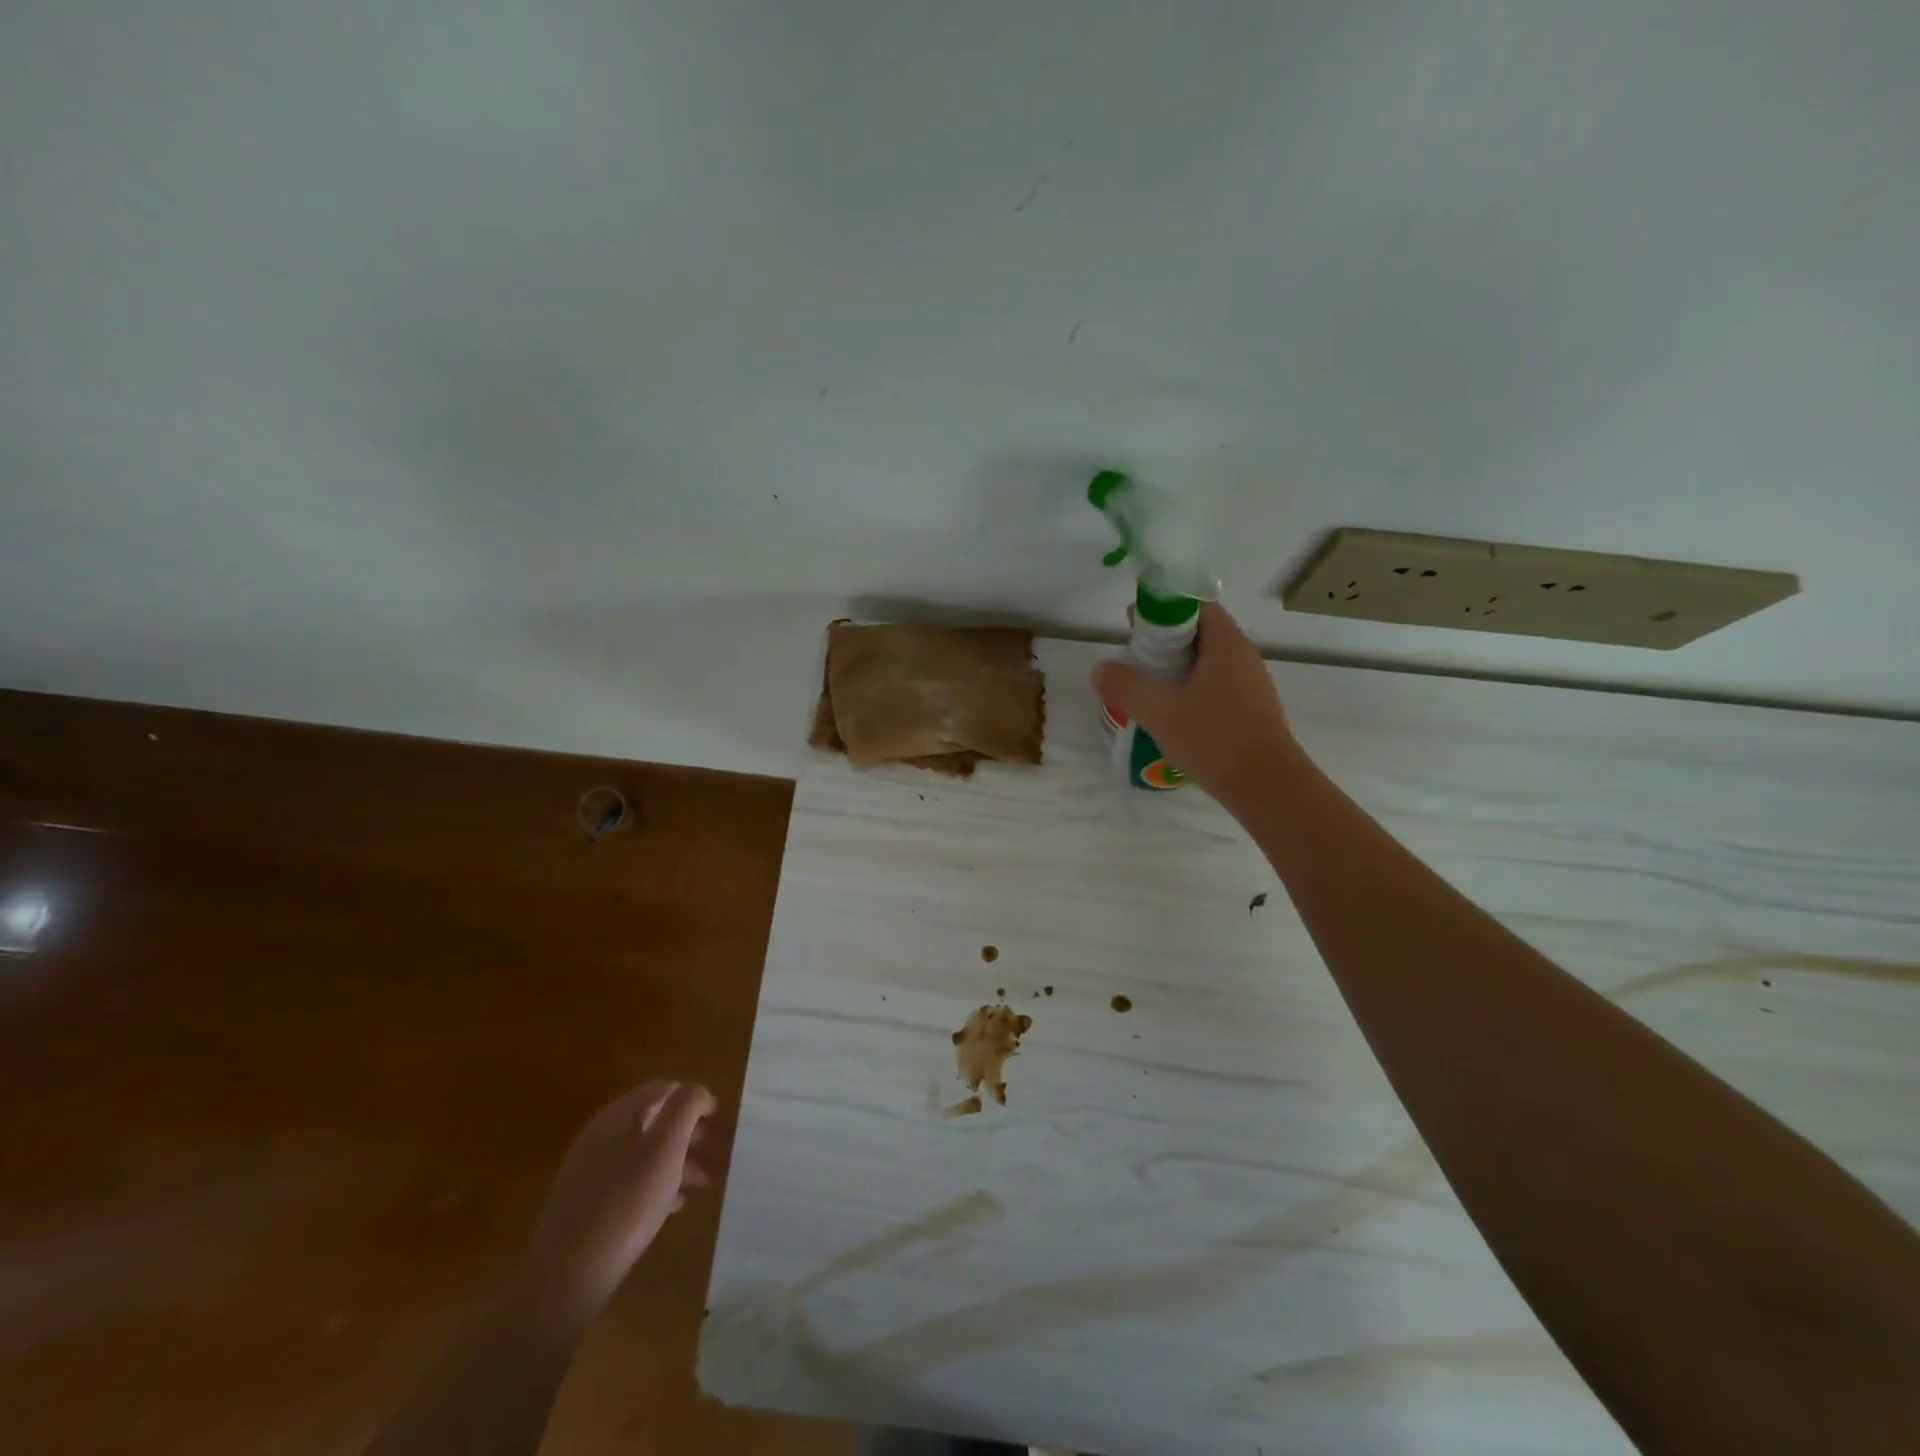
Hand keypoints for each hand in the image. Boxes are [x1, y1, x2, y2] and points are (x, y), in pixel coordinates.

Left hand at [523, 1081, 715, 1324]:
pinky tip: (675, 1204)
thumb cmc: (626, 1203)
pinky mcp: (588, 1204)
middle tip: (719, 1151)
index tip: (721, 1120)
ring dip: (680, 1160)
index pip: (665, 1089)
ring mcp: (592, 1170)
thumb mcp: (666, 1146)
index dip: (695, 1099)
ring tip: (707, 1182)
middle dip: (691, 1133)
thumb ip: (686, 1107)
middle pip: (656, 1120)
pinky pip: (632, 1180)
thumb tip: (697, 1092)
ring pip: (646, 1152)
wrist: (567, 1277)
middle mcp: (602, 1135)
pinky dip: (659, 1183)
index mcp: (619, 1115)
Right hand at [1091, 601, 1297, 807]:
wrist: (1268, 786)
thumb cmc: (1214, 739)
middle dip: (1166, 640)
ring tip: (1149, 686)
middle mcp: (1243, 657)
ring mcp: (1252, 684)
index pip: (1196, 606)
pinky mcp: (1252, 710)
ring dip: (1179, 667)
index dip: (1163, 608)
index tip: (1134, 624)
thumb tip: (1099, 669)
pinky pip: (1218, 685)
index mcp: (1226, 644)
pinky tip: (1174, 713)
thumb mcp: (1160, 712)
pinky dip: (1193, 688)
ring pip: (1210, 662)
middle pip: (1201, 632)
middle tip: (1135, 657)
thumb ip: (1126, 687)